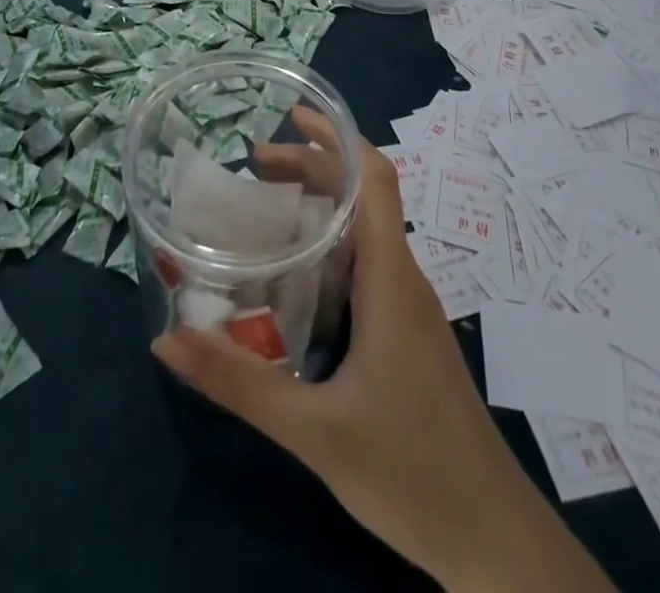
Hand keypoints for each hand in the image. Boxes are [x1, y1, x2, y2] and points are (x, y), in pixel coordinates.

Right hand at [152, 113, 611, 591]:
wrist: (494, 544)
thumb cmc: (412, 473)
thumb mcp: (313, 430)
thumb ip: (238, 384)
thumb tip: (165, 340)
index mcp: (390, 278)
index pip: (376, 179)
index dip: (338, 137)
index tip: (292, 116)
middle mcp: (401, 278)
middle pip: (363, 195)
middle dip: (312, 166)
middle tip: (253, 163)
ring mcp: (406, 307)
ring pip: (364, 230)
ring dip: (319, 203)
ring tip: (262, 204)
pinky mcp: (404, 333)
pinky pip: (364, 264)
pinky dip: (327, 243)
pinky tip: (292, 273)